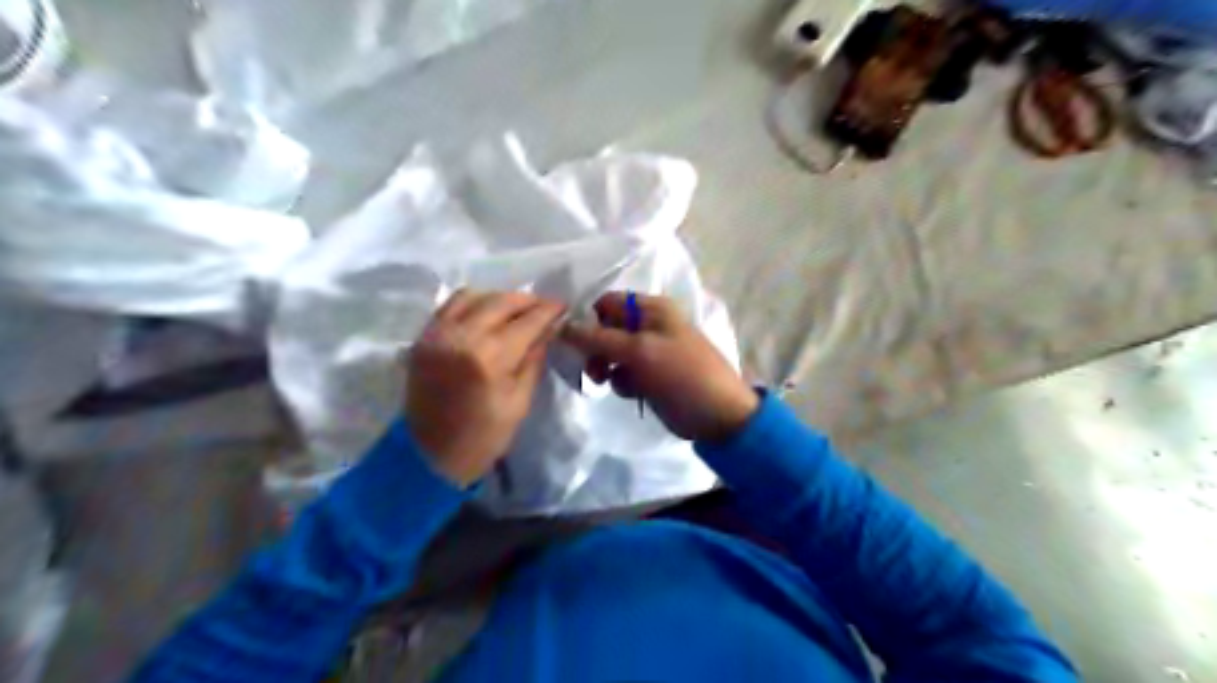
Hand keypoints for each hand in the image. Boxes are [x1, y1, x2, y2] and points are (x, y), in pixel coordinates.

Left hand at [402, 291, 565, 488]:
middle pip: (500, 302)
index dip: (548, 310)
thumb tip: (548, 329)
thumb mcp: (520, 402)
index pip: (526, 321)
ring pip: (473, 295)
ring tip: (516, 309)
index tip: (563, 305)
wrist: (429, 455)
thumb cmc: (484, 437)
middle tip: (544, 306)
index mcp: (489, 358)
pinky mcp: (423, 338)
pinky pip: (450, 305)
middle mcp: (461, 337)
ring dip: (499, 298)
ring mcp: (437, 334)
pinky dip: (473, 302)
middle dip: (527, 300)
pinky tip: (487, 313)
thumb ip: (533, 358)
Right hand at [563, 291, 756, 441]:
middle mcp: (650, 325)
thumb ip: (599, 338)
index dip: (590, 320)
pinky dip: (622, 382)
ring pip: (611, 353)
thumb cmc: (682, 375)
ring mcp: (650, 352)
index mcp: (652, 309)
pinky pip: (623, 373)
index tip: (576, 343)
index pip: (608, 304)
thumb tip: (562, 327)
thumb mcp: (640, 352)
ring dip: (607, 368)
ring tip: (611, 383)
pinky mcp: (650, 375)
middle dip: (596, 348)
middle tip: (594, 370)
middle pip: (606, 329)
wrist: (718, 416)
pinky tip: (633, 393)